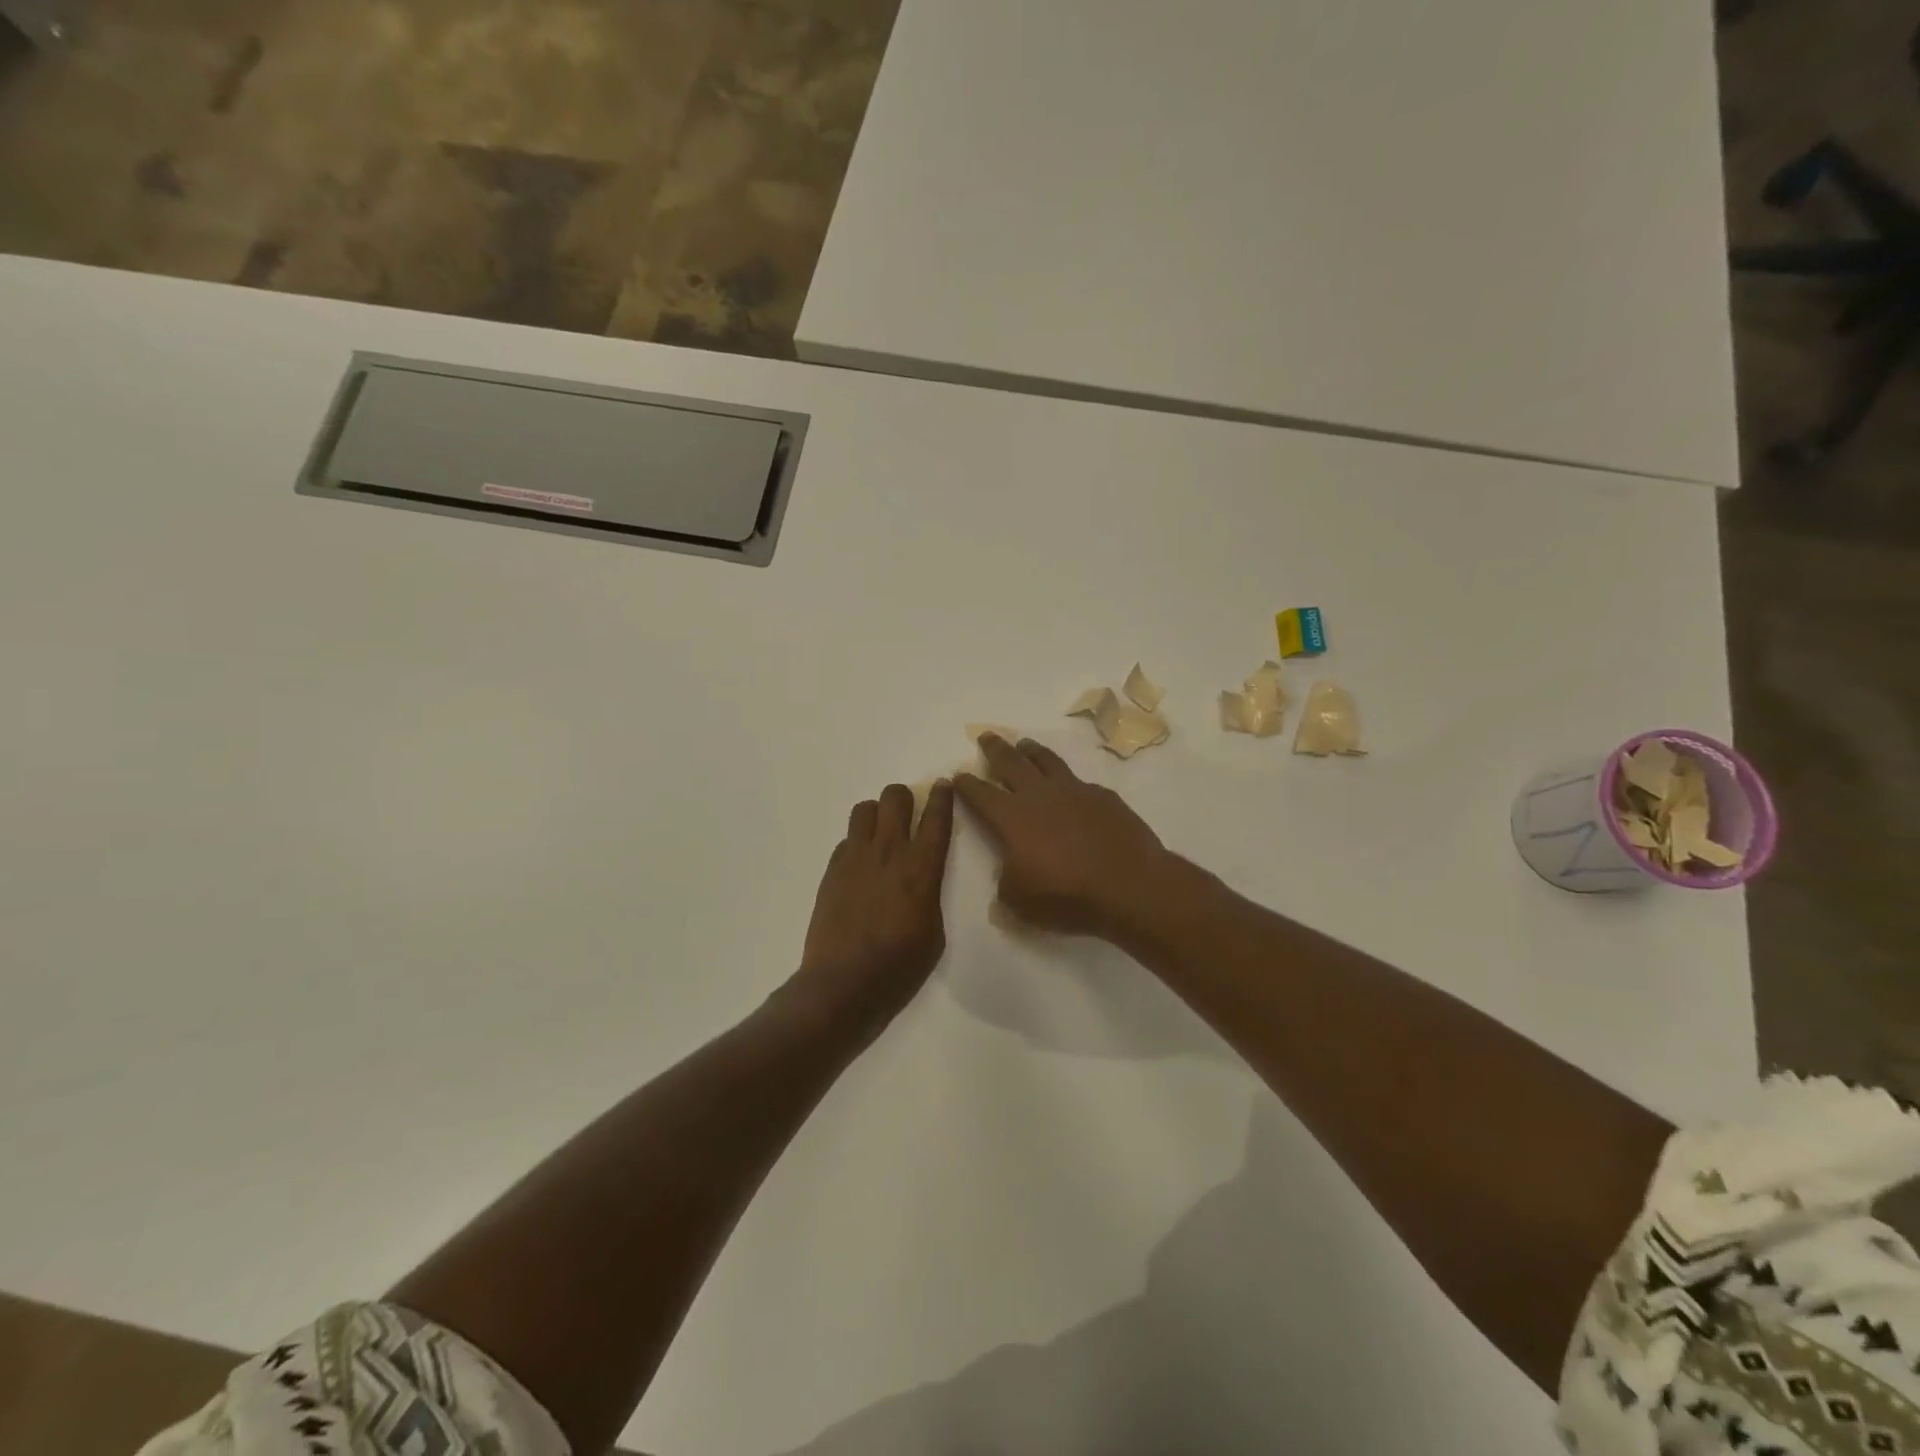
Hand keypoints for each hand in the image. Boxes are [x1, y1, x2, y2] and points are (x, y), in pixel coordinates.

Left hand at [795, 781, 955, 1036]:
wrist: (843, 983)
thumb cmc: (899, 966)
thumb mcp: (934, 932)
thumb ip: (929, 894)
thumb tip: (921, 881)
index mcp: (922, 867)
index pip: (936, 817)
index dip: (942, 796)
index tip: (943, 785)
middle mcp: (889, 851)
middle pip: (895, 798)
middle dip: (904, 799)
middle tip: (908, 815)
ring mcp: (855, 857)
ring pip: (864, 809)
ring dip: (876, 815)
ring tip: (880, 836)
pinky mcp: (832, 870)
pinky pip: (846, 840)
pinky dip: (856, 844)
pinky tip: (860, 868)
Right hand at [954, 736, 1171, 939]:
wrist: (1128, 884)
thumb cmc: (1066, 895)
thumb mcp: (1020, 901)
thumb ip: (1006, 883)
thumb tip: (1009, 874)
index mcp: (1012, 818)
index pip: (981, 794)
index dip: (967, 785)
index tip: (959, 775)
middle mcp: (1039, 795)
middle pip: (1011, 763)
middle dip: (995, 749)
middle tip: (986, 737)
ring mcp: (1074, 791)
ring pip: (1046, 761)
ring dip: (1031, 751)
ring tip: (1024, 744)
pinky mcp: (1103, 796)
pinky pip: (1079, 781)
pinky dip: (1068, 780)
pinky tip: (1070, 786)